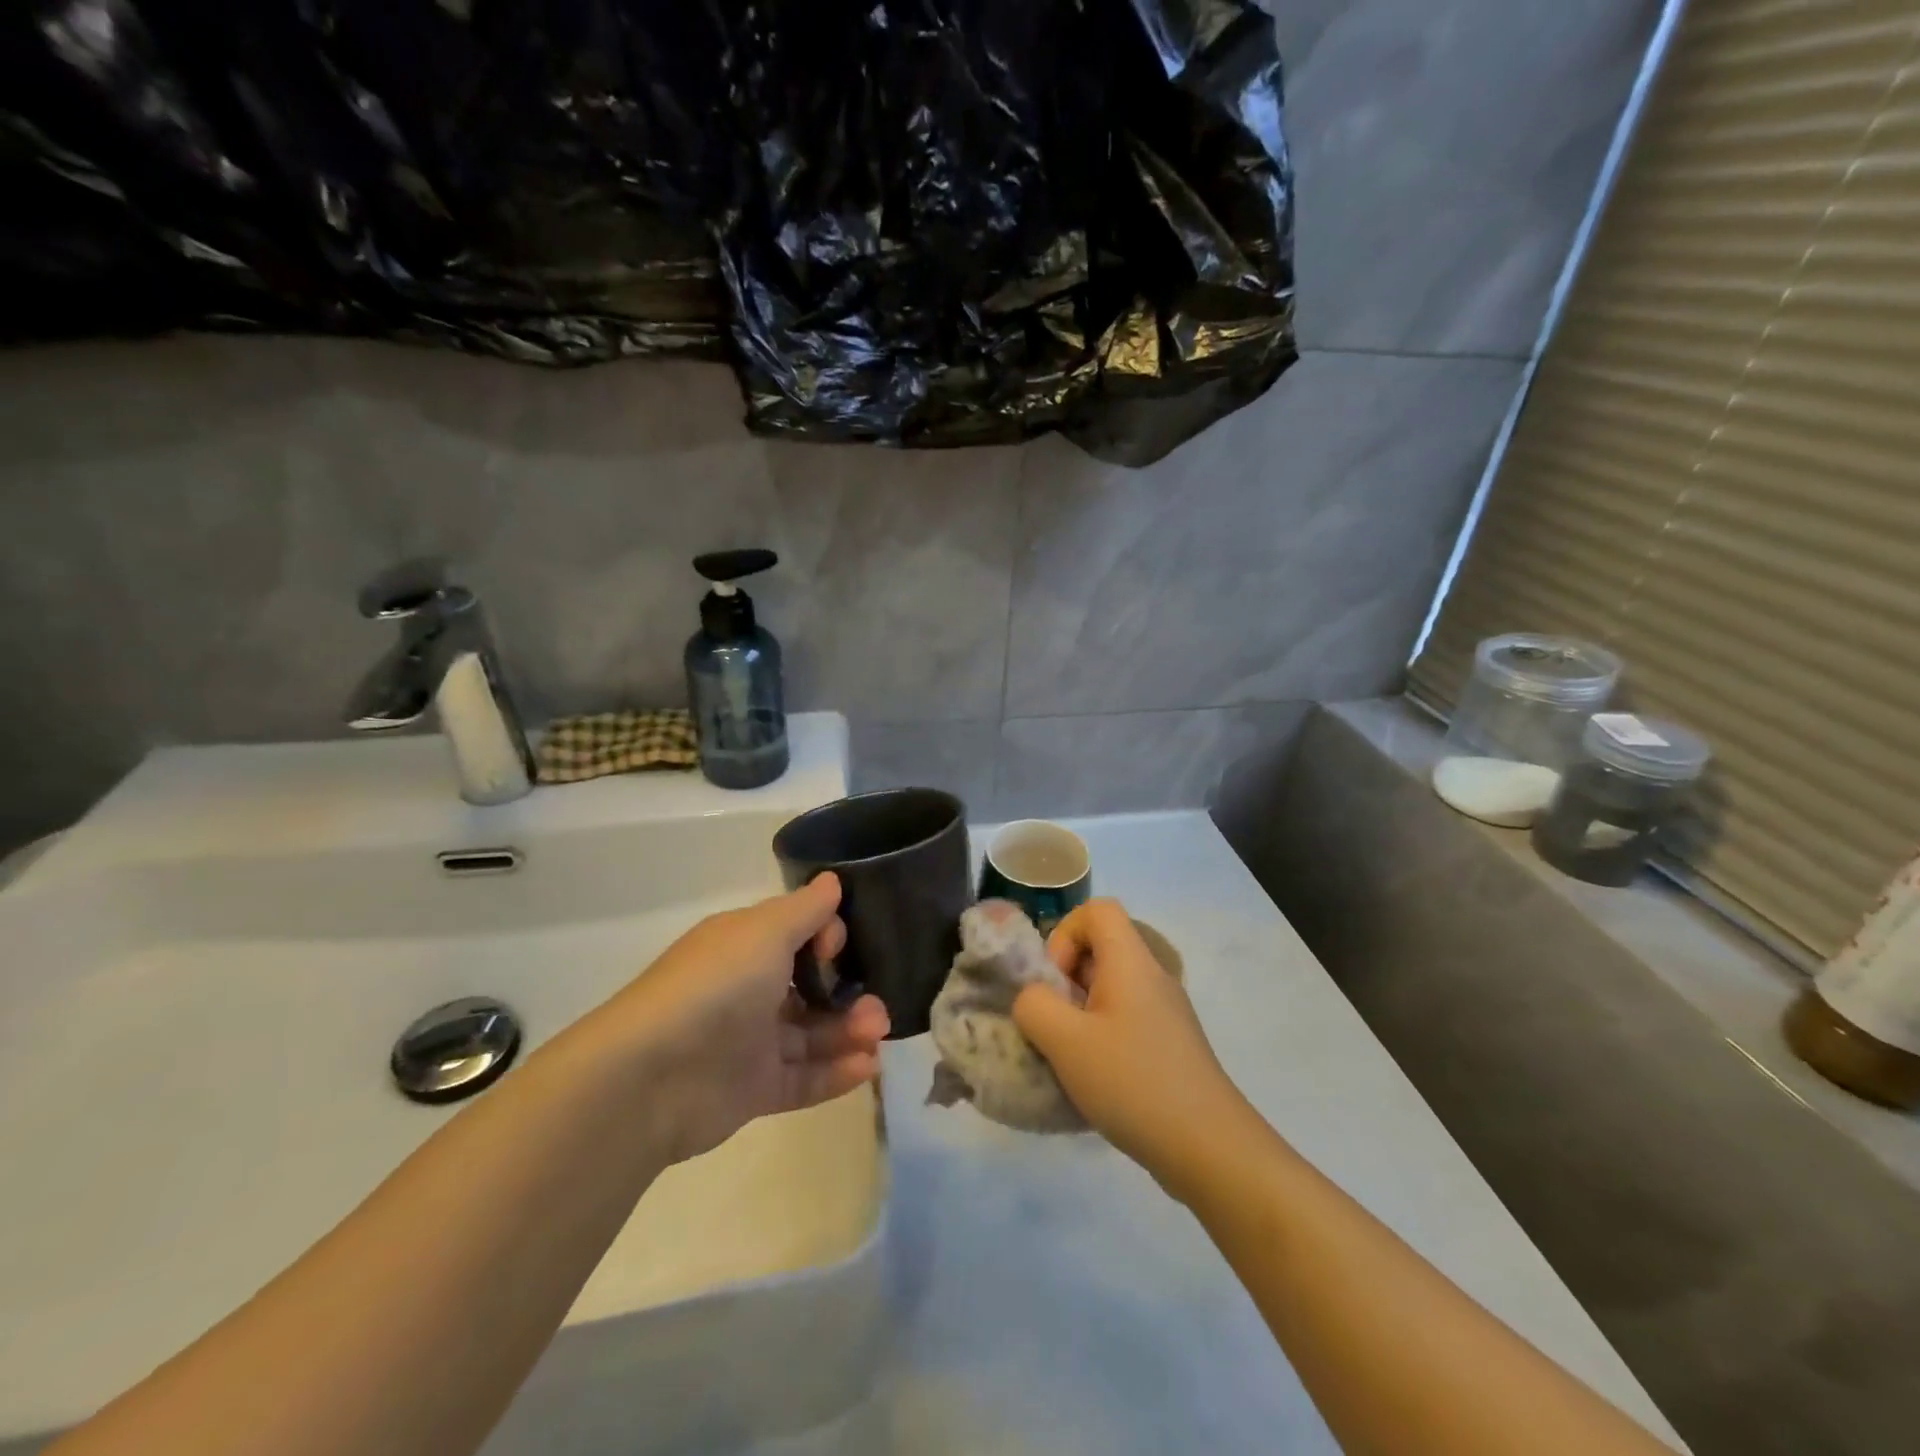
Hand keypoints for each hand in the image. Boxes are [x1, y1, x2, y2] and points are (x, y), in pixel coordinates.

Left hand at [606, 874, 889, 1163]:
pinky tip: (868, 1067)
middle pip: (811, 987)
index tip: (838, 948)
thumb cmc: (717, 985)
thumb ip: (806, 910)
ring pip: (812, 1033)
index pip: (798, 934)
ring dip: (849, 1031)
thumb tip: (833, 880)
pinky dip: (836, 1072)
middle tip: (878, 1007)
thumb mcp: (765, 931)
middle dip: (849, 992)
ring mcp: (750, 1042)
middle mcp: (748, 989)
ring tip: (878, 1035)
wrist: (653, 1076)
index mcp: (745, 946)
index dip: (826, 938)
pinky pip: (803, 1077)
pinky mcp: (754, 1089)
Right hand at [1014, 899, 1250, 1197]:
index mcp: (1131, 962)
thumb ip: (1033, 1005)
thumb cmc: (1133, 1081)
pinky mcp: (1169, 1045)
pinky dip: (1100, 1038)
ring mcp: (1165, 1013)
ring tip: (1068, 1055)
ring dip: (1079, 1013)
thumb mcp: (1065, 1041)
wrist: (1209, 1148)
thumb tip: (1032, 998)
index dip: (1065, 934)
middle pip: (1101, 949)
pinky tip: (1094, 1080)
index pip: (1097, 910)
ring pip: (1110, 989)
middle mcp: (1152, 977)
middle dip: (1065, 979)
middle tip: (1053, 1022)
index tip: (1055, 981)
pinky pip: (1124, 1020)